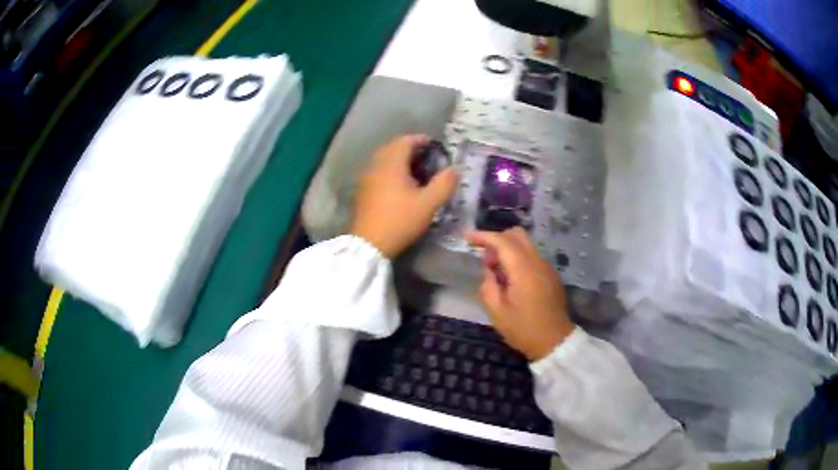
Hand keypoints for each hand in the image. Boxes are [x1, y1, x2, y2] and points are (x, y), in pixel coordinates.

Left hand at [351, 135, 456, 257]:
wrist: (369, 244)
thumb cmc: (400, 221)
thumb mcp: (428, 204)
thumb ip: (444, 184)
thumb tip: (454, 169)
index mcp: (391, 164)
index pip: (405, 141)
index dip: (420, 140)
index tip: (433, 145)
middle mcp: (376, 166)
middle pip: (392, 148)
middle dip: (409, 149)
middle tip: (426, 158)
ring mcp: (366, 178)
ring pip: (383, 160)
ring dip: (398, 160)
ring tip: (414, 172)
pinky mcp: (362, 191)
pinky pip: (377, 172)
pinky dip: (389, 171)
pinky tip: (399, 186)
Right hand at [467, 228, 574, 361]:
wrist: (555, 342)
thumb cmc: (523, 329)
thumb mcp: (497, 312)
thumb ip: (488, 285)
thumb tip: (489, 270)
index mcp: (523, 270)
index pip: (502, 241)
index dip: (483, 236)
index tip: (467, 237)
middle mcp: (537, 262)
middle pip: (517, 235)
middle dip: (497, 240)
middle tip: (486, 261)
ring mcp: (547, 267)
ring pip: (525, 245)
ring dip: (507, 250)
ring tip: (497, 274)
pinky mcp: (550, 275)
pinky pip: (531, 257)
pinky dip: (517, 259)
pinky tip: (511, 280)